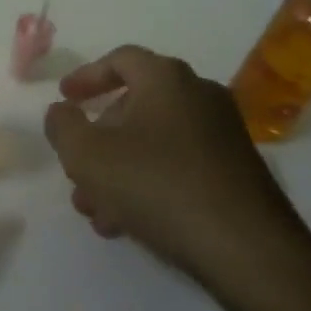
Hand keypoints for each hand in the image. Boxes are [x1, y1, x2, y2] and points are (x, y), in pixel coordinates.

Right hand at [43, 45, 310, 310]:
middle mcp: (199, 96)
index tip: (65, 98)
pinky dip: (149, 183)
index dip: (87, 77)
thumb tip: (62, 112)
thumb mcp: (89, 156)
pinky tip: (129, 224)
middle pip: (135, 106)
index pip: (121, 59)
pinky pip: (179, 166)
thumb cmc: (158, 186)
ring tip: (95, 210)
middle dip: (99, 139)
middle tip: (76, 169)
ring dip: (119, 170)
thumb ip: (63, 126)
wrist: (248, 250)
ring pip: (155, 143)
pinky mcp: (238, 174)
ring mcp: (223, 136)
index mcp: (167, 79)